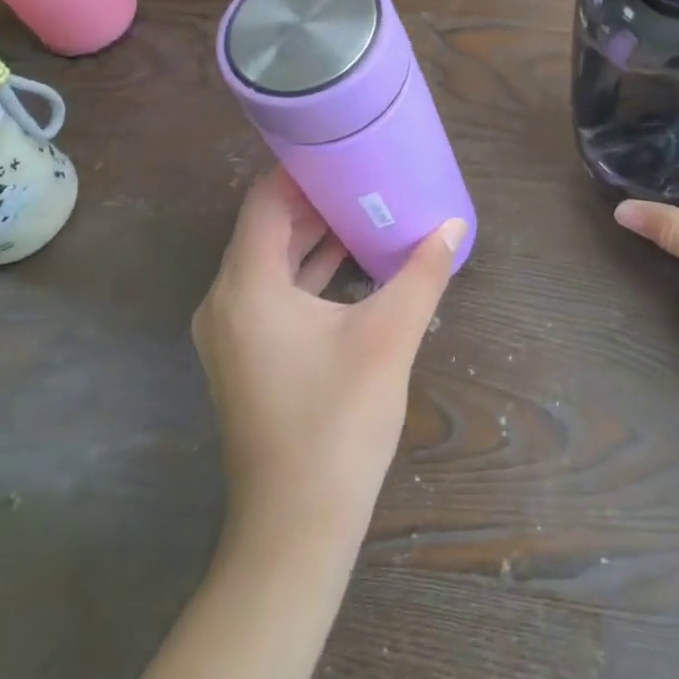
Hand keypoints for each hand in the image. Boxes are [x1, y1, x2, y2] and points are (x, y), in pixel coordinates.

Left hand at [193, 169, 461, 552]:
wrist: (296, 528)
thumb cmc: (337, 422)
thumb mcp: (389, 337)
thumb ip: (422, 274)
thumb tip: (453, 226)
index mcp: (247, 286)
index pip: (265, 200)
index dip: (300, 170)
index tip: (342, 150)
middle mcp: (226, 301)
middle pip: (266, 228)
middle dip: (313, 200)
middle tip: (363, 174)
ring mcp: (231, 333)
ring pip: (270, 262)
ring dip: (312, 236)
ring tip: (363, 208)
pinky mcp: (245, 357)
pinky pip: (272, 293)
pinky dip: (306, 272)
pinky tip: (351, 263)